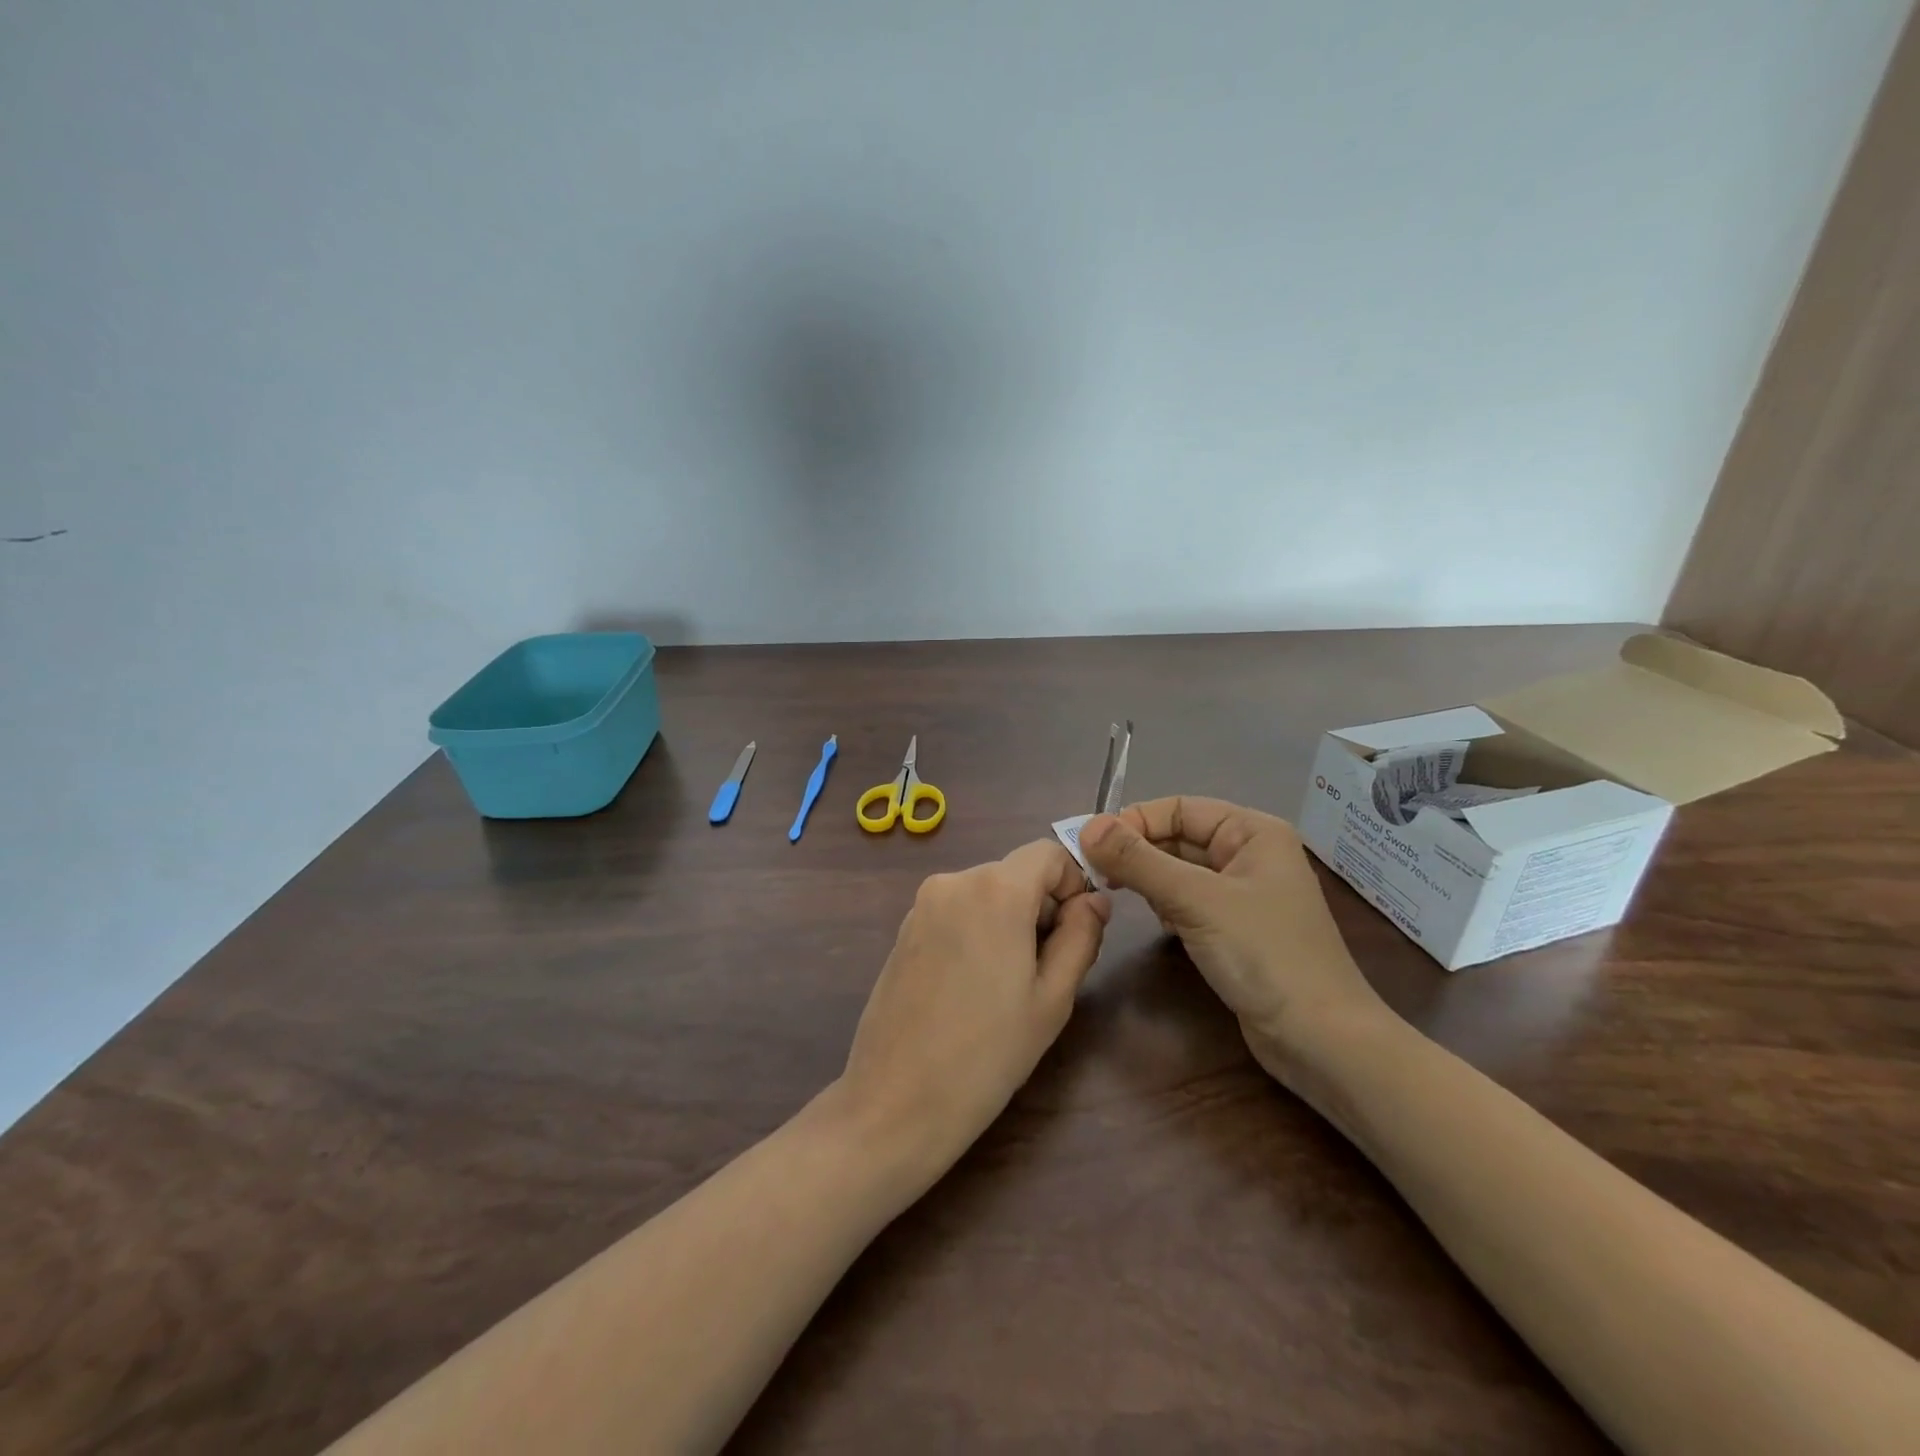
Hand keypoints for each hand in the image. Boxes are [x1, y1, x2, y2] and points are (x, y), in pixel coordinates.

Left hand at [836, 841, 1110, 1178]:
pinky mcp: (904, 929)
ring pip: (986, 893)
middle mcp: (954, 881)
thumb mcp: (1052, 998)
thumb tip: (1096, 901)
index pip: (1048, 854)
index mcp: (995, 889)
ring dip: (1009, 922)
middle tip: (1048, 971)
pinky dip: (977, 931)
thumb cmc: (988, 1053)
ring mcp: (922, 904)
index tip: (1078, 932)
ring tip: (1008, 986)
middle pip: (1016, 874)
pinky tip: (972, 987)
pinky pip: (956, 911)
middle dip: (1041, 908)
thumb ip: (1081, 936)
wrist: (897, 1100)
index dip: (1073, 884)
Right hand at [1080, 798, 1388, 1084]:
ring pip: (1181, 870)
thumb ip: (1139, 861)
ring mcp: (1245, 893)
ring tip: (1121, 896)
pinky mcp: (1237, 928)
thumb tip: (1086, 826)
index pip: (1179, 808)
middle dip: (1139, 852)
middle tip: (1096, 874)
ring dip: (1150, 879)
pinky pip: (1190, 900)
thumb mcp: (1195, 900)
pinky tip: (1159, 923)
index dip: (1134, 821)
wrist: (1322, 1040)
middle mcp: (1250, 854)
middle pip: (1179, 837)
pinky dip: (1167, 905)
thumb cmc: (1264, 955)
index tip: (1091, 846)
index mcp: (1252, 831)